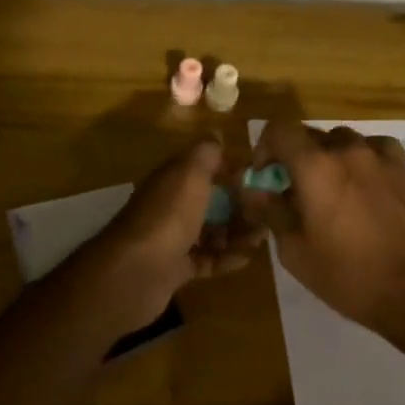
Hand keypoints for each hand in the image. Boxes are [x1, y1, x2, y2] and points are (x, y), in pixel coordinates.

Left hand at [77, 138, 265, 326]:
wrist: (137, 271)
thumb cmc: (168, 216)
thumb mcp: (190, 173)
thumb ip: (206, 153)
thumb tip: (217, 134)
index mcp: (173, 179)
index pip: (204, 168)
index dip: (230, 169)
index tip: (259, 176)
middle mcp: (171, 205)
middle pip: (210, 201)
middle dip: (239, 205)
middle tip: (268, 212)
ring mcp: (172, 238)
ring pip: (211, 231)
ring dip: (237, 232)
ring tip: (262, 237)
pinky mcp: (176, 268)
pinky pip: (207, 259)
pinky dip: (226, 257)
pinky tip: (246, 258)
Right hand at [239, 120, 404, 336]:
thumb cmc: (348, 275)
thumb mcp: (294, 251)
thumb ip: (270, 210)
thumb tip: (253, 189)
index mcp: (314, 166)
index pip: (279, 129)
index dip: (265, 147)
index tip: (266, 176)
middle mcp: (345, 150)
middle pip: (309, 136)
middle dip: (295, 158)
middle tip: (295, 192)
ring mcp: (378, 155)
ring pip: (341, 141)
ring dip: (328, 158)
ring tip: (332, 191)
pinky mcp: (404, 168)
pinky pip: (373, 148)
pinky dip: (361, 158)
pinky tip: (364, 184)